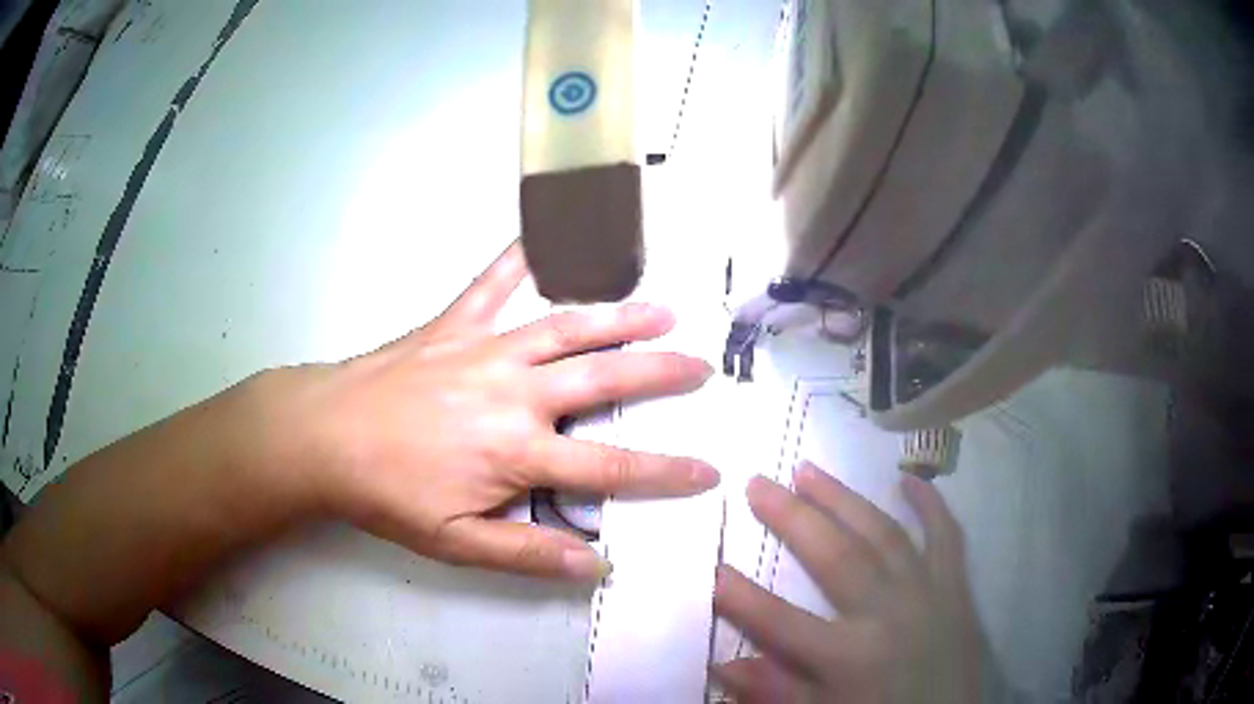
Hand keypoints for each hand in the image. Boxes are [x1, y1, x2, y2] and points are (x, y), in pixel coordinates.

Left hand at [276, 242, 718, 579]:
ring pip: (565, 326)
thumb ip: (527, 552)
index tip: (708, 471)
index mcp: (518, 451)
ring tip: (660, 306)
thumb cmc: (389, 494)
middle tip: (700, 365)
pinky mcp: (454, 324)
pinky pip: (493, 283)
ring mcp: (485, 349)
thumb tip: (595, 564)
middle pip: (603, 380)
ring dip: (617, 315)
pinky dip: (519, 256)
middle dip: (659, 374)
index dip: (665, 472)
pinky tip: (543, 232)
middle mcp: (515, 392)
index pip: (610, 467)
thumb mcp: (456, 543)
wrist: (324, 437)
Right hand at [712, 463, 981, 702]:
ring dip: (844, 499)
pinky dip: (931, 505)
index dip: (742, 597)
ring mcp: (926, 592)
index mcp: (849, 657)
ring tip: (808, 470)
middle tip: (757, 483)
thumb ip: (777, 691)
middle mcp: (887, 614)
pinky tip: (909, 478)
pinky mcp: (955, 586)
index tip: (712, 567)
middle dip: (791, 519)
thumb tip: (724, 663)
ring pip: (882, 535)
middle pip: (834, 558)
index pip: (782, 622)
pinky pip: (946, 536)